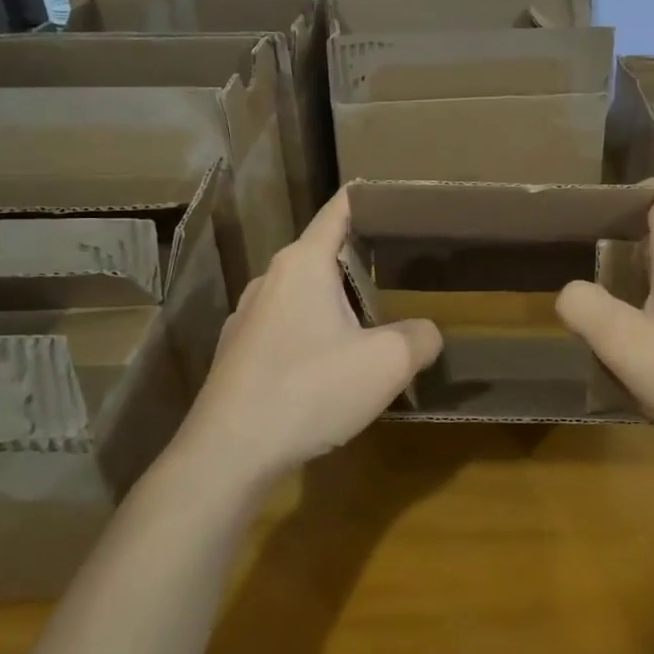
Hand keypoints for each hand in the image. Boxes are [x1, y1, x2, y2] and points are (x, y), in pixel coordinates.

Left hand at [176, 190, 441, 483]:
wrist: (227, 455)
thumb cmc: (310, 390)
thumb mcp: (387, 363)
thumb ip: (421, 337)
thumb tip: (426, 332)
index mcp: (303, 263)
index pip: (340, 210)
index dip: (372, 199)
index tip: (401, 199)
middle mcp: (271, 279)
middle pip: (324, 254)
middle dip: (364, 260)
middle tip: (405, 271)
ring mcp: (248, 317)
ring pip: (305, 294)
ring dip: (339, 303)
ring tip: (376, 323)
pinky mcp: (238, 354)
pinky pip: (287, 328)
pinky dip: (315, 333)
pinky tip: (333, 368)